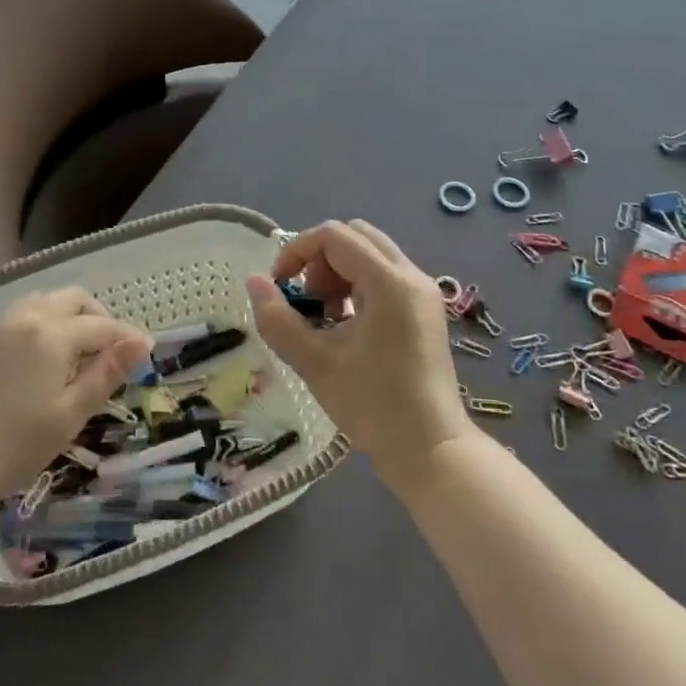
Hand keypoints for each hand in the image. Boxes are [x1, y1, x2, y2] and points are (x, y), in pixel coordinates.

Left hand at [0, 288, 149, 511]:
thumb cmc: (12, 447)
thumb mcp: (69, 415)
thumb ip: (106, 373)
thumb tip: (141, 341)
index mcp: (51, 334)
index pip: (102, 325)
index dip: (127, 336)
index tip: (146, 350)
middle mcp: (23, 318)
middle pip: (71, 299)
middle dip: (97, 316)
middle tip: (108, 349)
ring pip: (39, 302)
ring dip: (64, 316)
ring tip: (72, 351)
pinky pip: (13, 319)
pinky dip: (36, 326)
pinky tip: (33, 361)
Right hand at [245, 220, 474, 488]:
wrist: (431, 450)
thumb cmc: (373, 406)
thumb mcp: (315, 364)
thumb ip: (279, 319)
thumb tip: (254, 281)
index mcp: (389, 283)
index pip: (334, 236)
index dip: (297, 251)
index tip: (279, 286)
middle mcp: (411, 276)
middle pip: (356, 235)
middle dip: (319, 258)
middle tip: (306, 299)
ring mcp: (422, 291)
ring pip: (371, 253)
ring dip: (338, 271)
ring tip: (325, 316)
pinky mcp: (425, 308)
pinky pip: (385, 274)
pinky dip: (358, 284)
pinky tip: (346, 325)